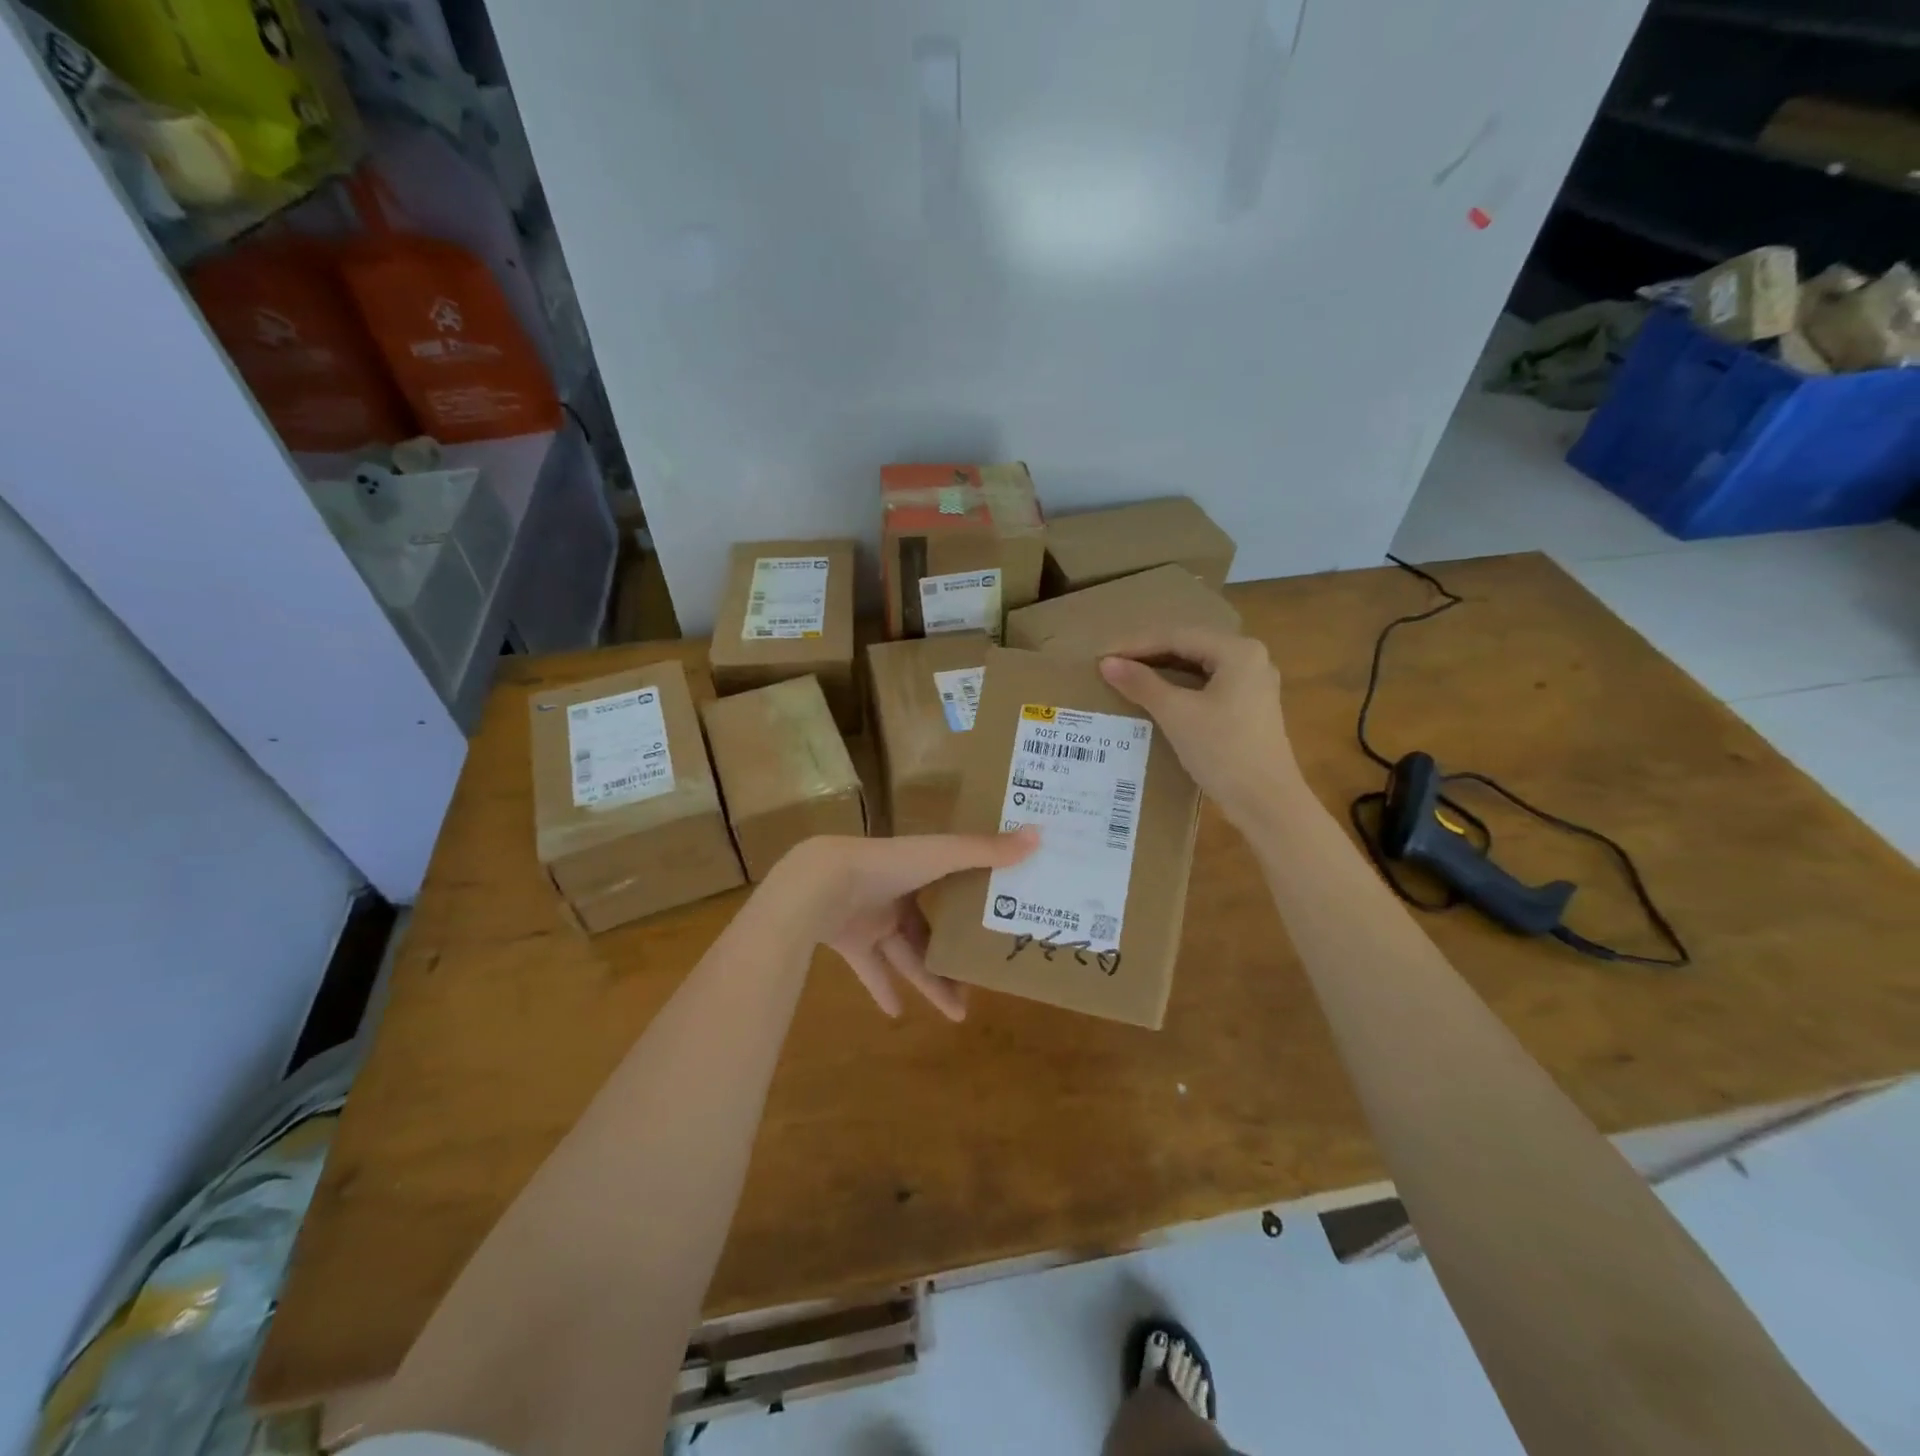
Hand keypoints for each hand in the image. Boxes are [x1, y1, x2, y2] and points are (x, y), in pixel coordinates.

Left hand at [767, 829, 1038, 1020]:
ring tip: (958, 1013)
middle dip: (952, 958)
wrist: (821, 885)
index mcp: (917, 867)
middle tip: (979, 985)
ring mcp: (870, 918)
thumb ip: (986, 851)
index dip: (973, 904)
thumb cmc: (887, 865)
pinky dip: (882, 990)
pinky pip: (870, 970)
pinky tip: (897, 1014)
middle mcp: (895, 892)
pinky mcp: (850, 942)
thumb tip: (1040, 835)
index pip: (952, 885)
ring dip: (929, 982)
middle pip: (929, 931)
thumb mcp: (942, 856)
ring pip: (907, 956)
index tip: (999, 923)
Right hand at [1098, 628, 1298, 829]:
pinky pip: (1207, 685)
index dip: (1136, 644)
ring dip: (1163, 671)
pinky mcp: (1250, 707)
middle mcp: (1251, 658)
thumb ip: (1142, 684)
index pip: (1177, 636)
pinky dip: (1180, 688)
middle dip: (1149, 655)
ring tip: (1128, 677)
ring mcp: (1254, 684)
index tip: (1103, 655)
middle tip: (1112, 664)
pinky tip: (1157, 697)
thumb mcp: (1177, 714)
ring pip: (1198, 667)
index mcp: (1238, 651)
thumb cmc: (1223, 751)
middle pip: (1190, 647)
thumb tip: (1107, 663)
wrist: (1266, 802)